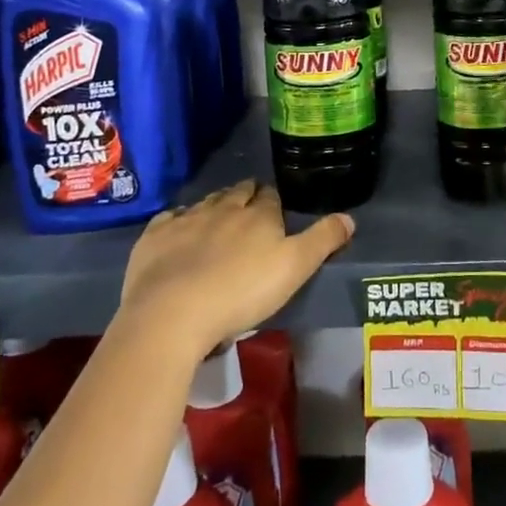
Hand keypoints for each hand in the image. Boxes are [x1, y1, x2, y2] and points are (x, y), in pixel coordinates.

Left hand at [118, 181, 353, 358]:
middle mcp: (224, 207)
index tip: (275, 212)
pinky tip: (179, 232)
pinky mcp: (155, 237)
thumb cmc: (242, 292)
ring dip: (214, 207)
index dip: (273, 202)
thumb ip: (323, 241)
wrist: (173, 313)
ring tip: (218, 220)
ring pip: (206, 203)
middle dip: (245, 196)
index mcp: (259, 214)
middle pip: (238, 193)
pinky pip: (170, 219)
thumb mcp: (294, 269)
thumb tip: (349, 217)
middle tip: (249, 212)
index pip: (270, 197)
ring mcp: (187, 219)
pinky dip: (178, 221)